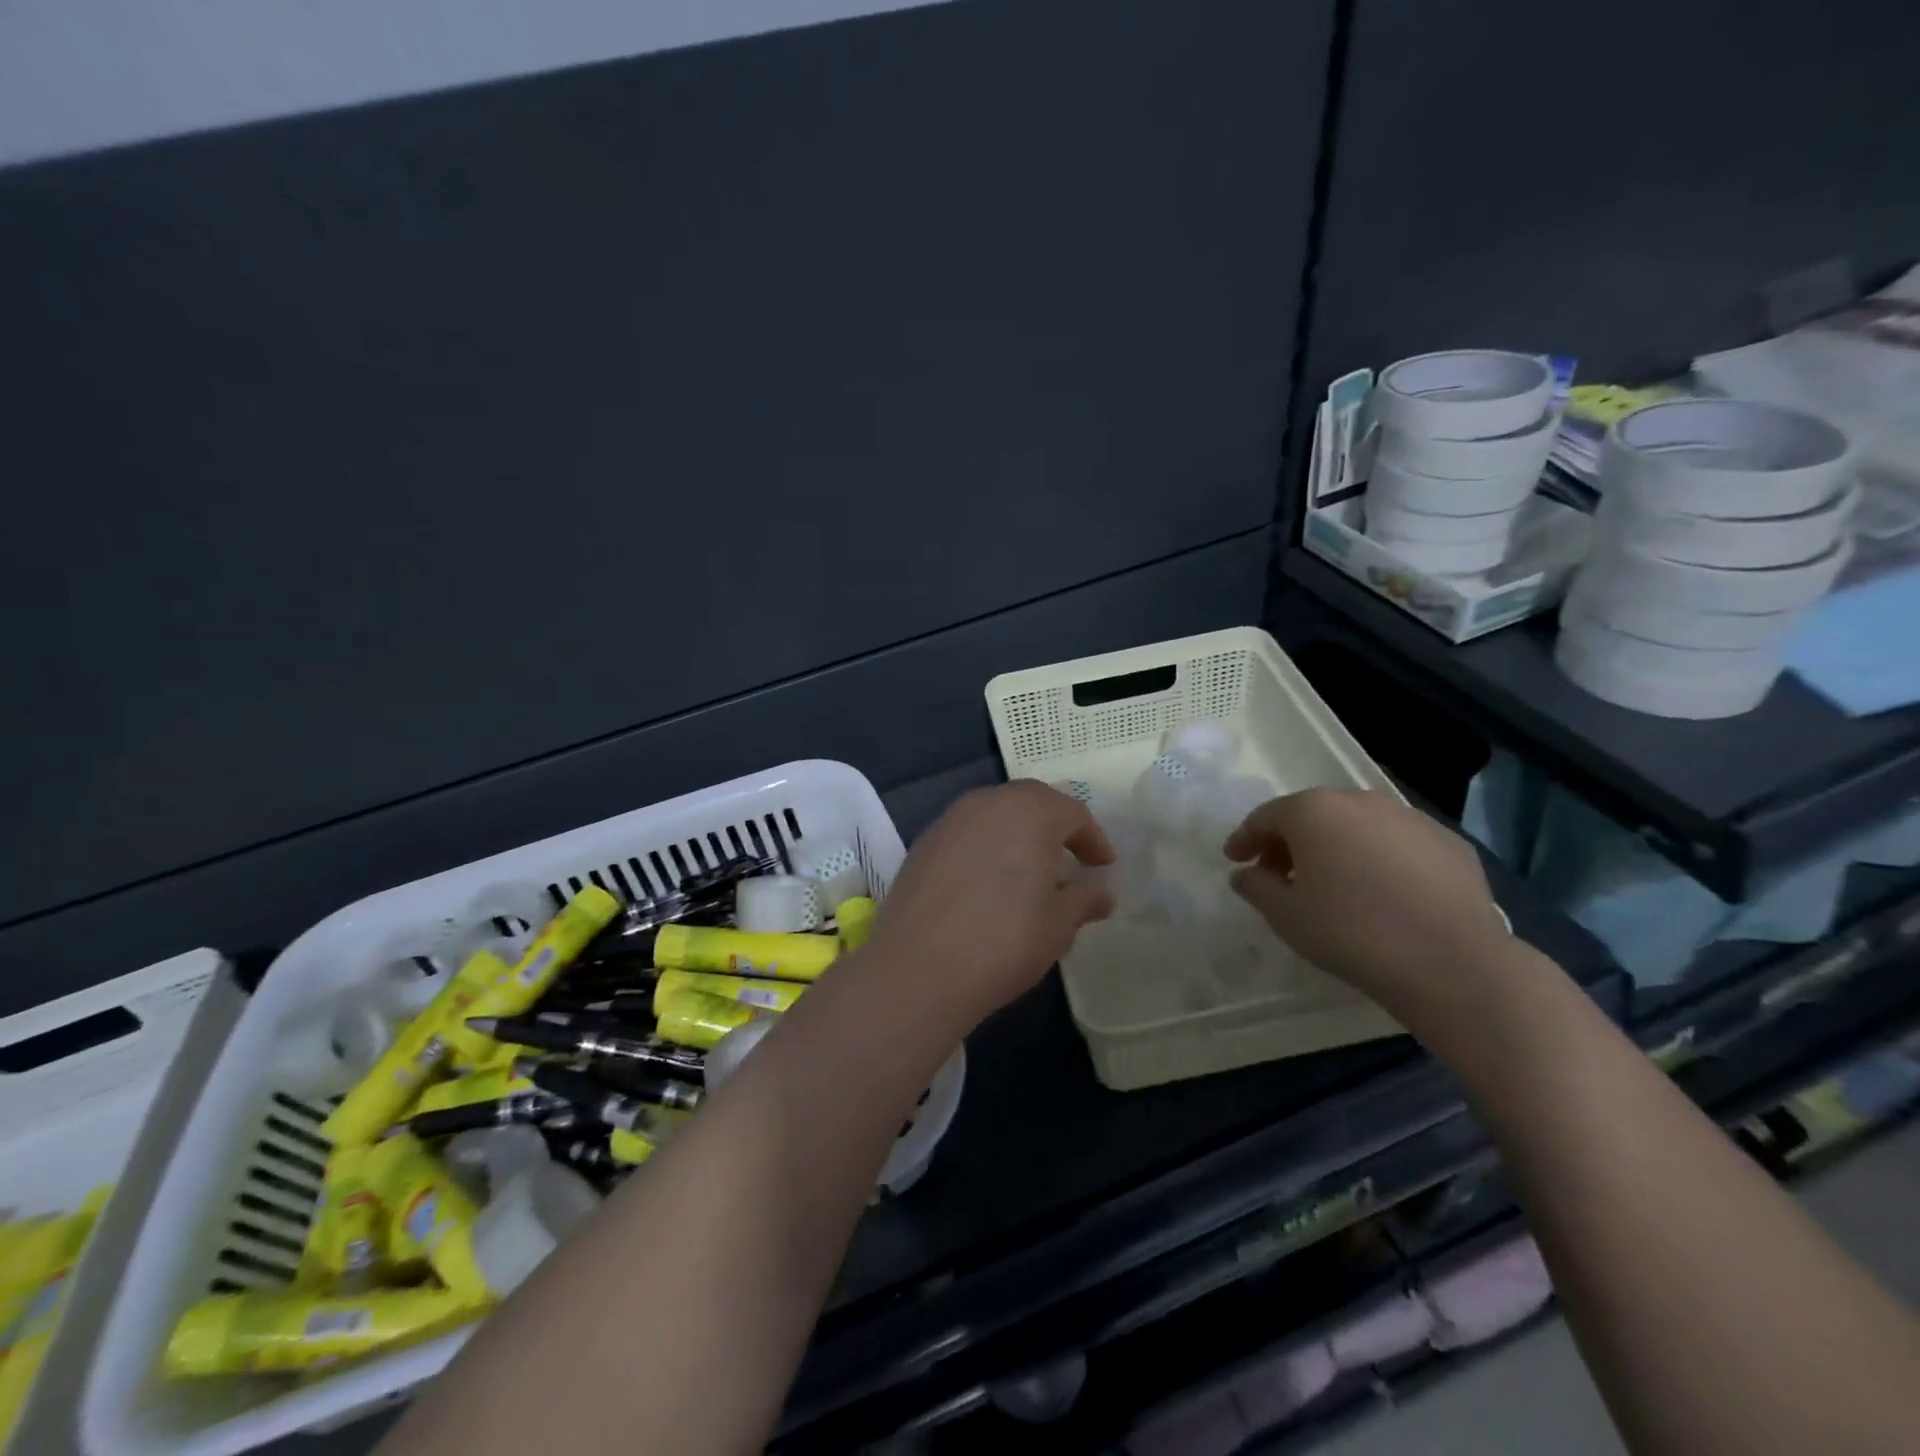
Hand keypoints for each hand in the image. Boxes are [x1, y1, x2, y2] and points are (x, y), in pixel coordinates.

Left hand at [864, 781, 1114, 1021]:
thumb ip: (1084, 900)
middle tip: (1068, 859)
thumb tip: (1101, 894)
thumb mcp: (1058, 925)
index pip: (1073, 813)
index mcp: (1031, 812)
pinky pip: (967, 833)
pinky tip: (986, 882)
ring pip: (995, 814)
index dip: (1093, 840)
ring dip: (1017, 833)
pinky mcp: (923, 842)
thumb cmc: (1004, 941)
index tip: (1102, 867)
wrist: (919, 967)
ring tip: (1028, 870)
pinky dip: (985, 846)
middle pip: (1031, 802)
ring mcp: (950, 820)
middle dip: (1054, 826)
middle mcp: (989, 803)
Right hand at [1224, 788, 1512, 1027]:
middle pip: (1312, 815)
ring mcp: (1409, 818)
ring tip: (1333, 885)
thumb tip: (1246, 873)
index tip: (1236, 861)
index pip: (1266, 816)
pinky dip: (1379, 859)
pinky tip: (1383, 894)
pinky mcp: (1448, 841)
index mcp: (1313, 811)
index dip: (1245, 839)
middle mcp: (1360, 801)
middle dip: (1290, 842)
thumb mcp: (1284, 915)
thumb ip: (1256, 886)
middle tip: (1281, 876)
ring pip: (1357, 826)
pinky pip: (1397, 844)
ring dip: (1336, 847)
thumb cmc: (1350, 932)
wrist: (1452, 963)